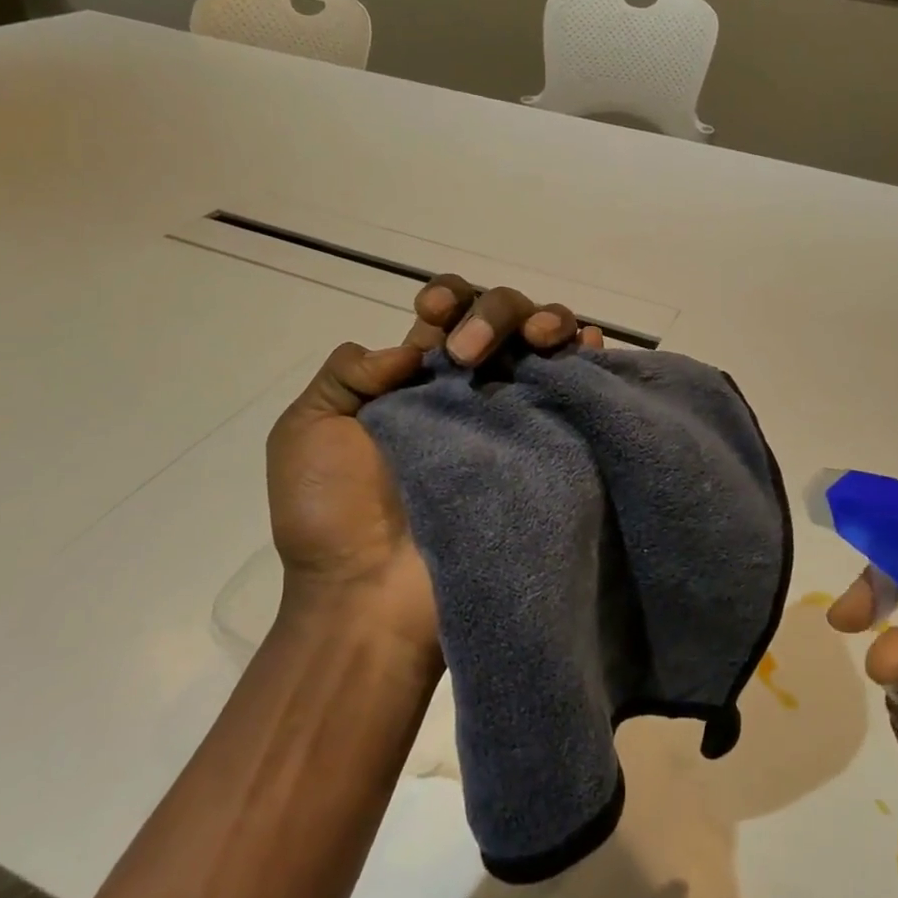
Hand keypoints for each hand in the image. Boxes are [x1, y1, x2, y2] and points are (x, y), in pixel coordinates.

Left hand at [264, 277, 600, 658]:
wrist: (369, 598)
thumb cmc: (330, 517)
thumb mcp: (307, 431)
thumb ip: (347, 373)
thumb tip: (411, 347)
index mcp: (416, 380)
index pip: (449, 313)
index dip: (450, 298)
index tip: (433, 313)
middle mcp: (471, 390)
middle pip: (503, 318)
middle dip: (496, 312)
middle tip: (470, 355)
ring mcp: (513, 419)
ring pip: (546, 345)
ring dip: (548, 322)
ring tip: (542, 339)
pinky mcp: (546, 449)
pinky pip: (578, 394)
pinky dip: (589, 361)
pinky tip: (589, 347)